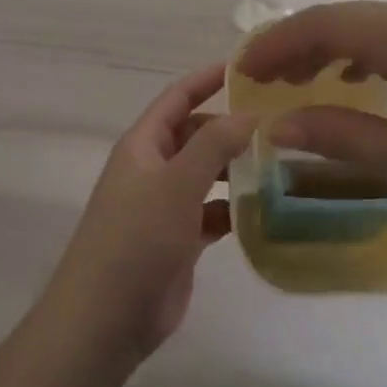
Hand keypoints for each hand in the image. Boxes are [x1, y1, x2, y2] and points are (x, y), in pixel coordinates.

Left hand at [41, 64, 255, 367]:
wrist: (105, 319)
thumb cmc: (136, 238)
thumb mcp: (177, 182)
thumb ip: (214, 144)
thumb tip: (248, 113)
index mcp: (143, 145)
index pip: (177, 97)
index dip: (207, 78)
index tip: (246, 66)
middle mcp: (153, 169)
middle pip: (196, 135)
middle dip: (230, 127)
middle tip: (278, 122)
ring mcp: (164, 206)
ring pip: (206, 175)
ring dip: (236, 169)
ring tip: (281, 162)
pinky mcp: (179, 241)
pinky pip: (212, 212)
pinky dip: (234, 209)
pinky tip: (265, 210)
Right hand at [236, 1, 386, 253]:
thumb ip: (336, 134)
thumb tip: (274, 128)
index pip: (322, 23)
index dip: (276, 44)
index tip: (245, 70)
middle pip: (349, 17)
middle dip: (302, 43)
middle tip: (268, 78)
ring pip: (379, 25)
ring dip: (338, 46)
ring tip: (310, 80)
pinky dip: (374, 52)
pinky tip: (370, 80)